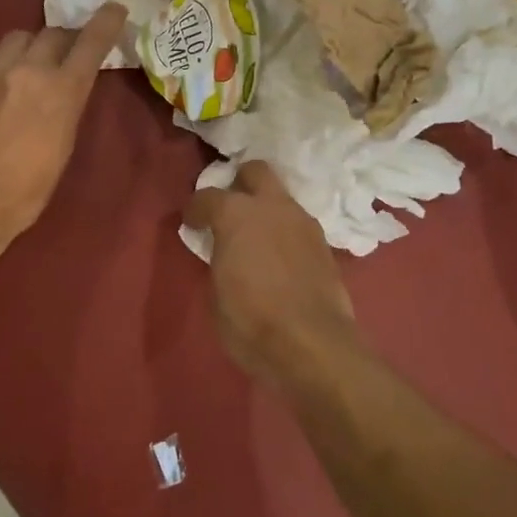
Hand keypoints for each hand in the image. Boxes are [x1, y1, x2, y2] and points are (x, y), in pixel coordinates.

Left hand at [0, 4, 126, 266]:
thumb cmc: (24, 191)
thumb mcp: (62, 149)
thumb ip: (65, 110)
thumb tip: (63, 94)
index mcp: (60, 90)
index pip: (89, 43)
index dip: (105, 23)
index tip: (115, 8)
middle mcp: (26, 72)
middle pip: (50, 34)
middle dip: (65, 39)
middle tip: (70, 52)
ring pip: (16, 40)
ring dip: (31, 47)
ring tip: (32, 67)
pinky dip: (3, 73)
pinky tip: (0, 98)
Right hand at [183, 161, 357, 380]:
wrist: (313, 346)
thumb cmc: (251, 321)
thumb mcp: (216, 292)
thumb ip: (218, 259)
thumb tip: (223, 252)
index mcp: (236, 214)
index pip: (207, 196)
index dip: (195, 210)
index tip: (192, 224)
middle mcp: (272, 206)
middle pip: (255, 171)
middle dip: (240, 183)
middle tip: (230, 210)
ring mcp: (303, 222)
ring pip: (281, 197)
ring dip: (266, 209)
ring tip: (257, 237)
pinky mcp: (324, 244)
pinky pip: (298, 225)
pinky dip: (285, 232)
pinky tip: (279, 257)